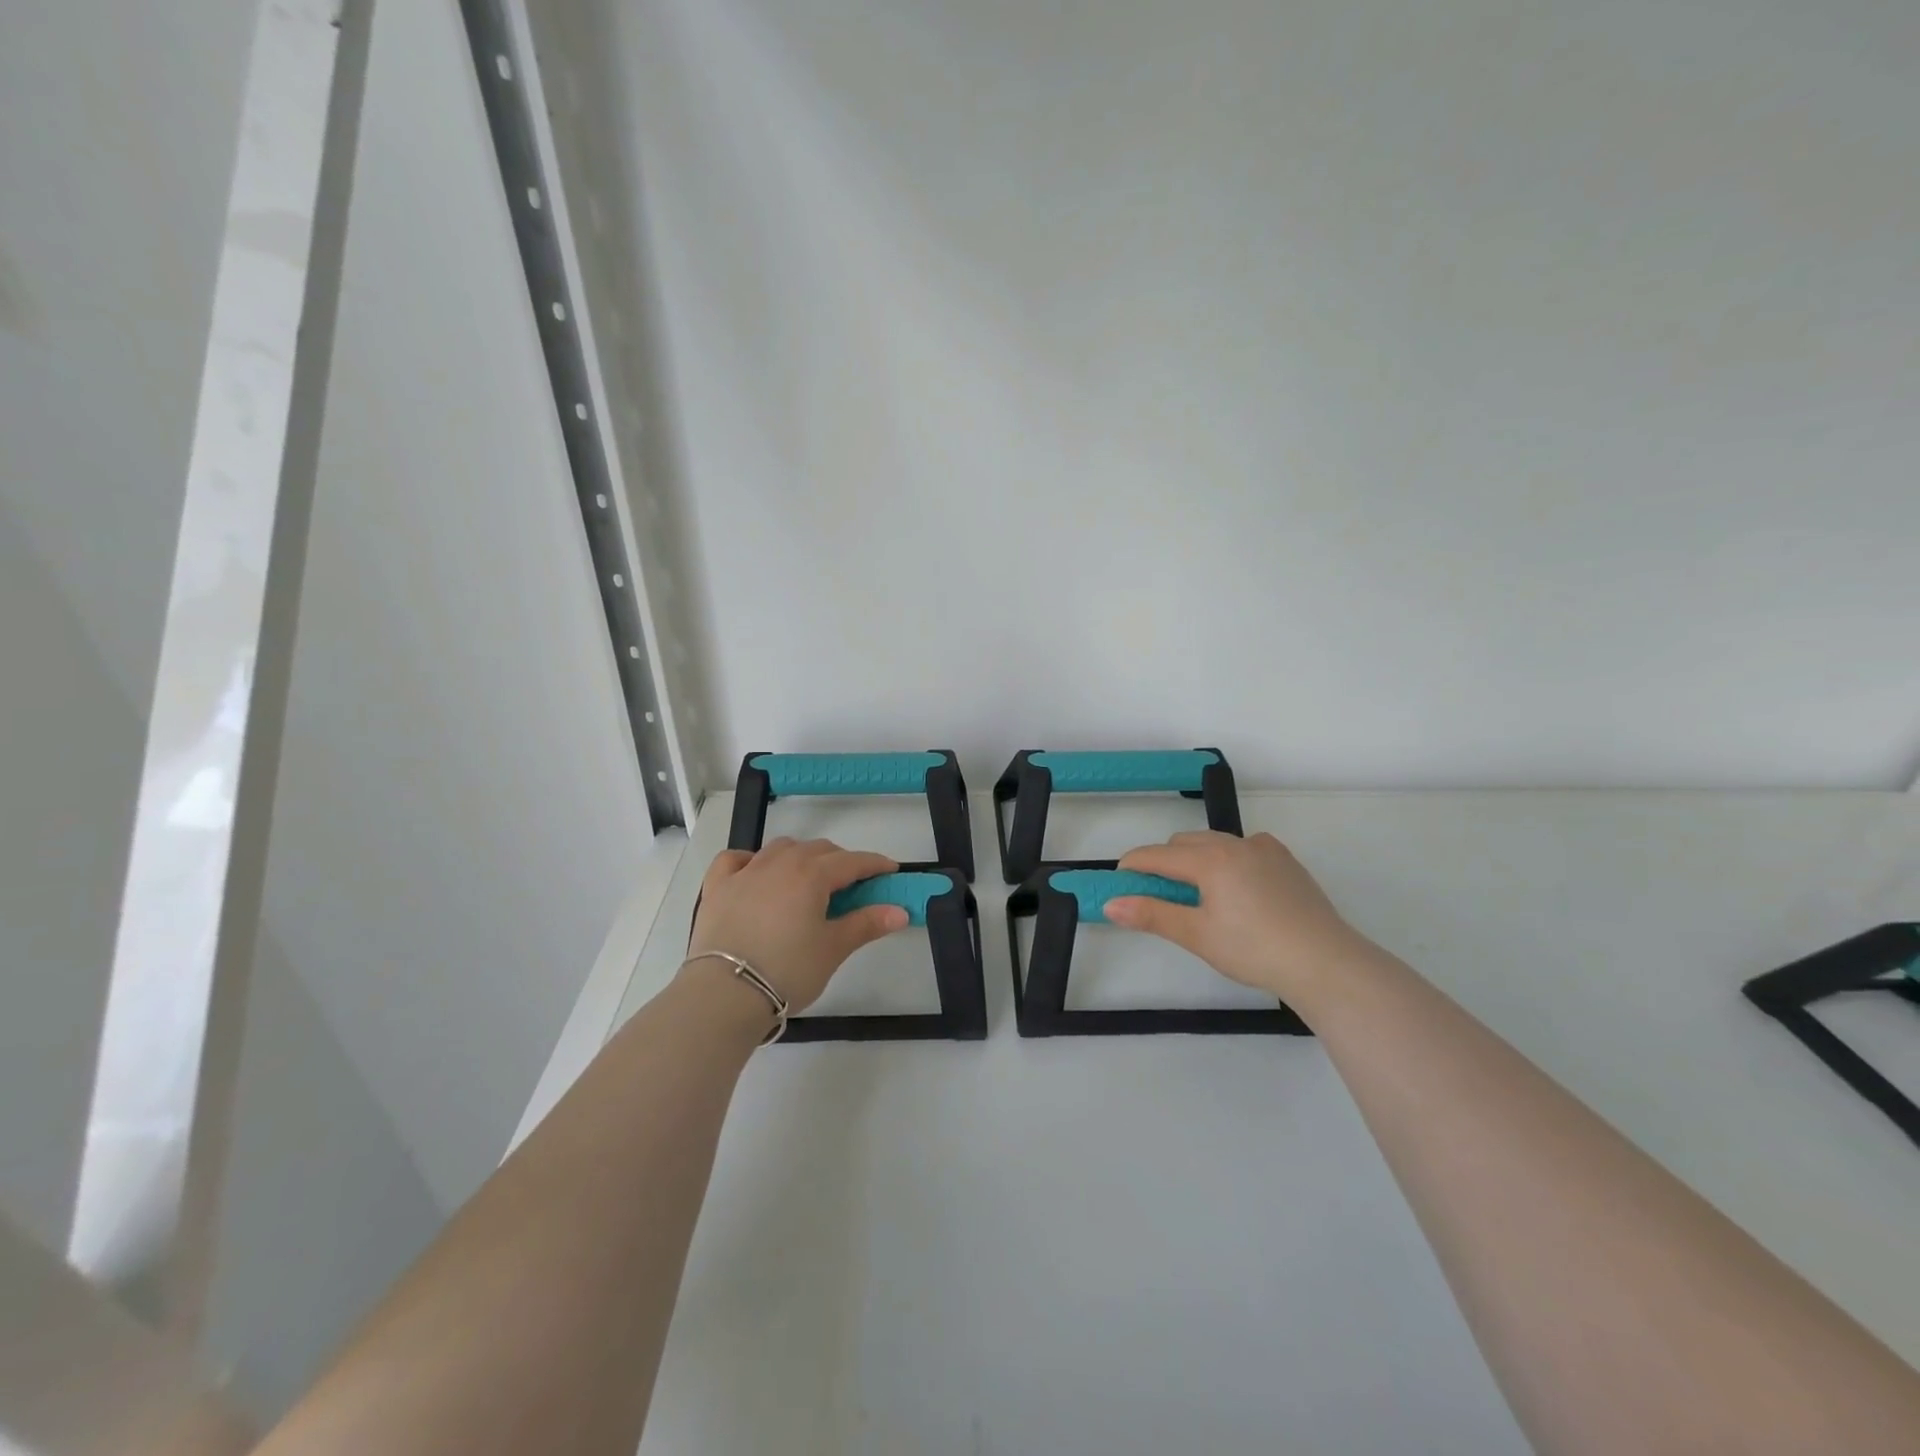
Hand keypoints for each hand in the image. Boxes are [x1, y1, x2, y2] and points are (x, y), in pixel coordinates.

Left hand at [687, 838, 906, 1012]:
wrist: (725, 993)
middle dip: (840, 861)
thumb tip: (900, 911)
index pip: (852, 861)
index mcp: (812, 875)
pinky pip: (735, 859)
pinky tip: (756, 873)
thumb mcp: (833, 949)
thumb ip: (866, 924)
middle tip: (853, 885)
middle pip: (818, 850)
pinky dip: (751, 860)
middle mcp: (780, 863)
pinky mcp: (717, 887)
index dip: (875, 864)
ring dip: (801, 856)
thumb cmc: (788, 970)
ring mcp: (745, 872)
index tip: (890, 871)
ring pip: (781, 848)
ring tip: (809, 878)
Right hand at [1106, 830, 1376, 1003]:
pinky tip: (1238, 890)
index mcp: (1209, 859)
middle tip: (1160, 898)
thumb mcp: (1197, 935)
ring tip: (1199, 896)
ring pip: (1215, 843)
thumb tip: (1110, 904)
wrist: (1325, 962)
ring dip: (1196, 860)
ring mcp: (1264, 849)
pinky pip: (1244, 849)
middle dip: (1164, 863)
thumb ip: (1152, 915)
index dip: (1132, 867)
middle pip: (1184, 843)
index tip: (1118, 885)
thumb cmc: (1254, 950)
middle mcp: (1235, 844)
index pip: (1156, 855)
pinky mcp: (1286, 861)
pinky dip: (1228, 860)